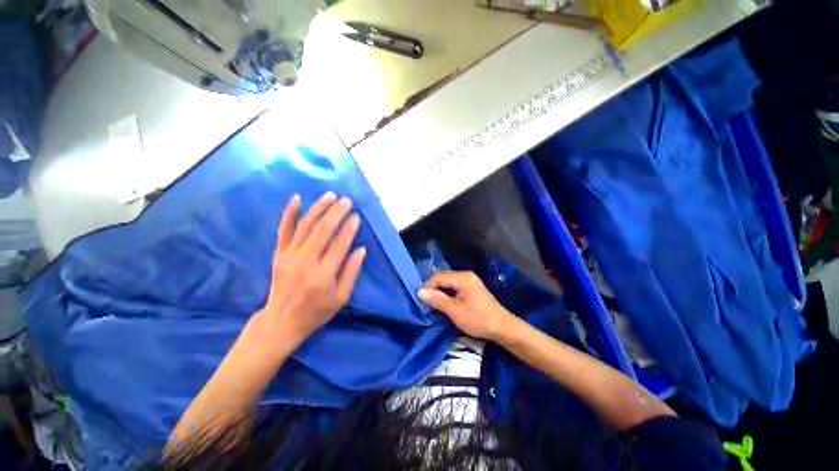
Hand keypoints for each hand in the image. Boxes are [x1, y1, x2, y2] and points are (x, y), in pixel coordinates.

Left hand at [255, 192, 366, 345]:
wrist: (281, 320)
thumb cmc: (317, 311)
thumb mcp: (341, 298)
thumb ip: (351, 272)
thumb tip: (361, 249)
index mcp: (323, 275)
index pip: (339, 245)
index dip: (349, 229)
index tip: (356, 217)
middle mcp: (305, 262)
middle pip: (322, 231)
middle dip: (336, 213)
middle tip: (347, 201)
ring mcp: (289, 256)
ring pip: (305, 226)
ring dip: (318, 208)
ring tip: (330, 195)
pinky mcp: (279, 254)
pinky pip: (283, 229)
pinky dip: (289, 213)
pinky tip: (297, 198)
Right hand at [418, 271, 515, 340]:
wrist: (503, 328)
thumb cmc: (479, 319)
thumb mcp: (455, 311)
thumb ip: (438, 300)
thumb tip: (420, 292)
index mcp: (462, 278)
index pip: (438, 277)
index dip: (427, 287)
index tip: (420, 300)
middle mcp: (465, 275)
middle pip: (442, 277)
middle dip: (433, 289)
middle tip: (425, 303)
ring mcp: (469, 281)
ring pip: (447, 282)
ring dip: (439, 292)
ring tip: (432, 304)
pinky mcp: (470, 288)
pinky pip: (453, 287)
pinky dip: (446, 293)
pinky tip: (443, 303)